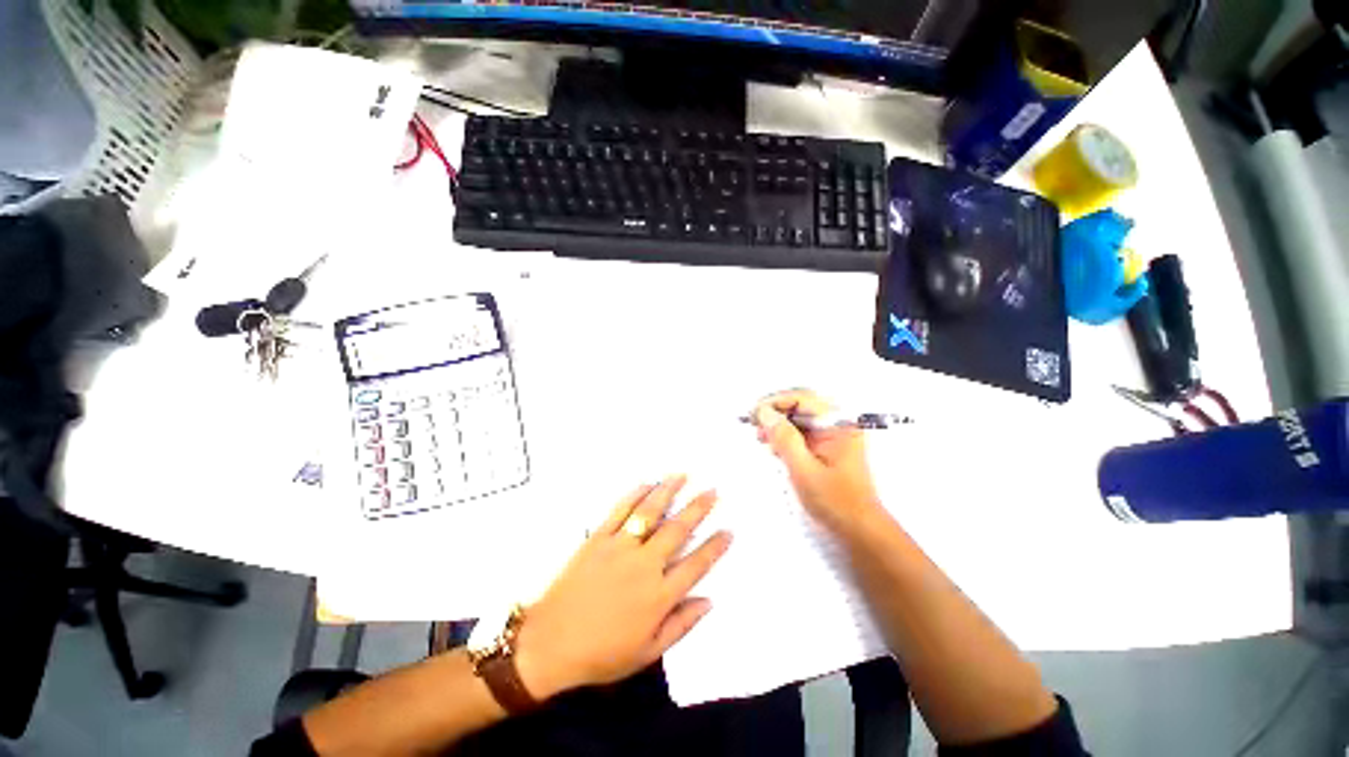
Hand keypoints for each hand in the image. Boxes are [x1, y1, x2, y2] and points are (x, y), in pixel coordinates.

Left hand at [513, 476, 730, 699]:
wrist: (550, 643)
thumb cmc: (602, 653)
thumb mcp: (647, 652)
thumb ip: (681, 625)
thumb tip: (709, 601)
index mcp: (659, 595)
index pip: (696, 565)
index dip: (715, 546)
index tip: (728, 530)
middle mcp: (644, 565)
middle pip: (678, 529)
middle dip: (698, 508)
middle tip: (712, 491)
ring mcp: (620, 547)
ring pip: (650, 512)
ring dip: (668, 491)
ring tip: (683, 475)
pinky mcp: (598, 538)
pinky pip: (620, 510)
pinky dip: (634, 494)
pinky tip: (647, 483)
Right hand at [753, 390, 881, 530]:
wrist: (858, 530)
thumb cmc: (835, 501)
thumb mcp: (804, 469)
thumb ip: (784, 438)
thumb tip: (765, 413)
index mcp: (838, 424)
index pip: (802, 399)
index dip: (775, 402)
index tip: (755, 413)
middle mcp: (836, 424)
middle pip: (800, 406)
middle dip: (775, 412)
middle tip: (753, 423)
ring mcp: (831, 435)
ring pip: (798, 419)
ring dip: (777, 424)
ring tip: (760, 436)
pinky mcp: (825, 447)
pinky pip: (801, 433)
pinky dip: (784, 437)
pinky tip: (773, 446)